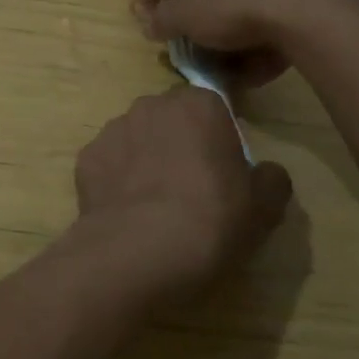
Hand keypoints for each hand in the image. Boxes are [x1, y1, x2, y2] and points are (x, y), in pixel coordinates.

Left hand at [72, 87, 292, 300]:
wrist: (136, 253)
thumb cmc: (210, 221)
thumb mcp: (263, 209)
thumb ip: (272, 180)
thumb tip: (267, 173)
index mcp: (199, 105)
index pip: (214, 109)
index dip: (219, 140)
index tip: (224, 174)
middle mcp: (152, 105)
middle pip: (172, 120)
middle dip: (180, 144)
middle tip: (192, 190)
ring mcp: (113, 129)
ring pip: (137, 139)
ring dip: (146, 161)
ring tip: (155, 207)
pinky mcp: (86, 158)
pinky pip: (109, 165)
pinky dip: (117, 182)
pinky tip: (127, 215)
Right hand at [135, 0, 333, 85]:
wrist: (304, 18)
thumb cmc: (235, 5)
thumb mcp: (187, 15)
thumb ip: (164, 19)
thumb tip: (147, 23)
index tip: (191, 25)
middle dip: (222, 22)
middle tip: (211, 50)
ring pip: (261, 12)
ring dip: (247, 40)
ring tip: (236, 70)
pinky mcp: (317, 3)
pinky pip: (285, 28)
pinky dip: (271, 48)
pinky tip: (261, 72)